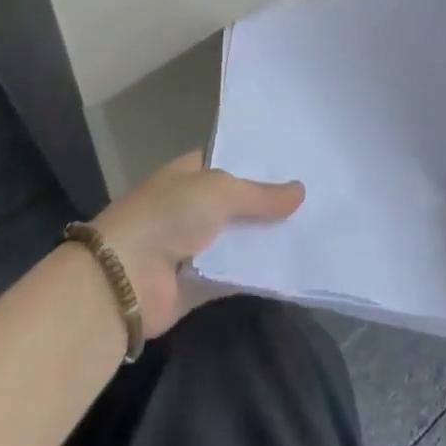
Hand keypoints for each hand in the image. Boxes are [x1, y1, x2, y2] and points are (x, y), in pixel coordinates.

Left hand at [93, 153, 303, 337]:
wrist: (125, 279)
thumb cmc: (168, 216)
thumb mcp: (219, 191)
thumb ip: (260, 194)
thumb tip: (301, 190)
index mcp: (190, 173)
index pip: (231, 162)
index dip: (261, 164)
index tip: (299, 164)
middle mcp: (193, 206)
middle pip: (240, 203)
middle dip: (271, 204)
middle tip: (320, 198)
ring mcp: (197, 245)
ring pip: (241, 239)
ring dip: (269, 239)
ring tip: (316, 230)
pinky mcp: (201, 283)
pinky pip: (238, 274)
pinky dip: (260, 272)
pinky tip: (295, 266)